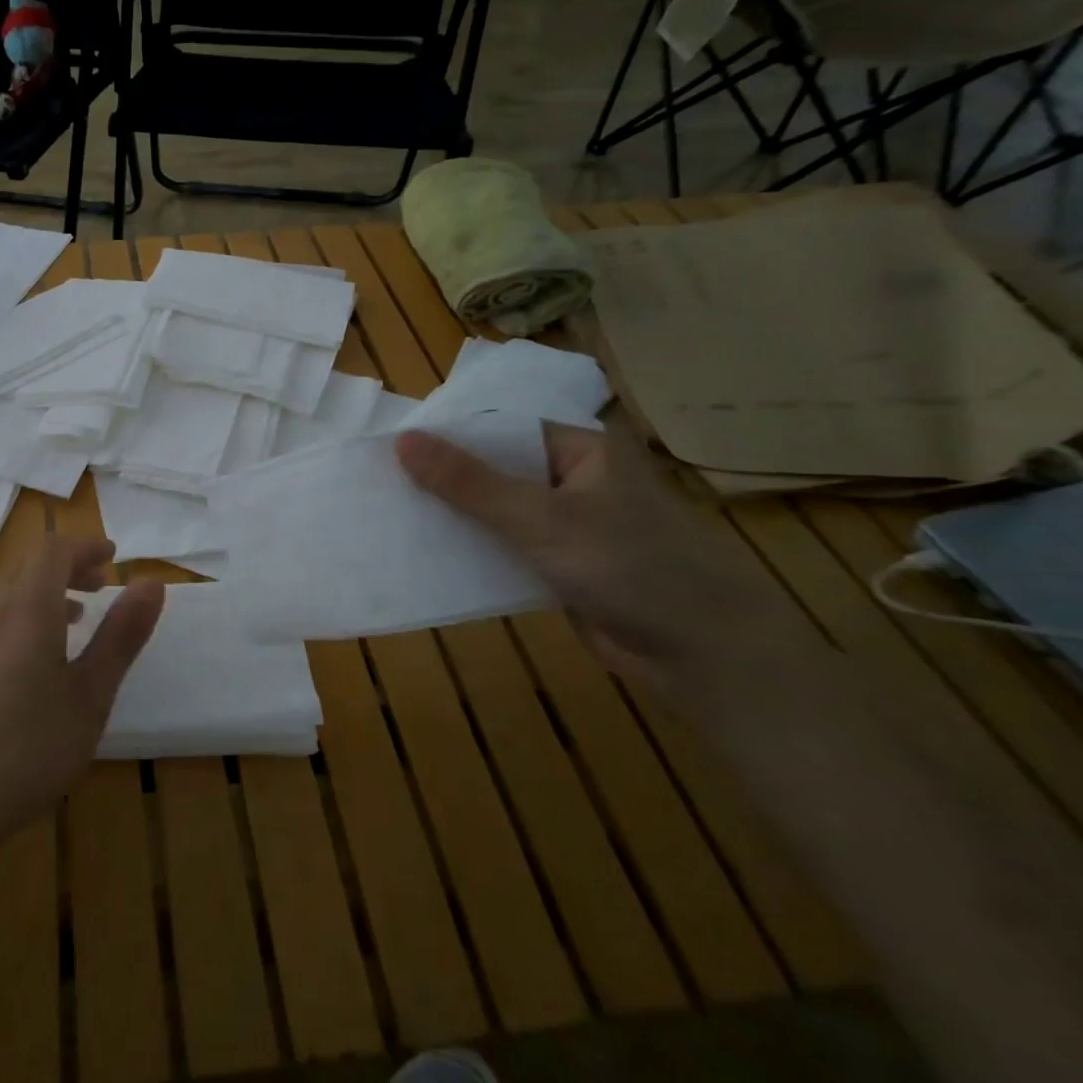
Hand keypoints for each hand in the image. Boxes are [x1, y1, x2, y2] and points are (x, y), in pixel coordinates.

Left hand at [0, 537, 162, 860]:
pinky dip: (20, 622)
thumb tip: (151, 582)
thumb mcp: (90, 696)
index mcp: (28, 609)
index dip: (86, 547)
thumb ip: (121, 636)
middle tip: (99, 588)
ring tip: (73, 623)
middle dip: (68, 570)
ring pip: (7, 598)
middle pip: (28, 570)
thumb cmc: (25, 748)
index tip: (114, 558)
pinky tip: (30, 667)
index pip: (54, 550)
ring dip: (44, 597)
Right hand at [395, 420, 803, 668]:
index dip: (446, 436)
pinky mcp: (560, 564)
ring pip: (496, 511)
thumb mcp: (540, 518)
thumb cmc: (630, 566)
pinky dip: (472, 549)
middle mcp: (572, 479)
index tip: (389, 447)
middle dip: (443, 479)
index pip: (499, 428)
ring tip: (390, 514)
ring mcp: (566, 524)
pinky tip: (427, 553)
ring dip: (454, 516)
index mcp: (580, 448)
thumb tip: (403, 441)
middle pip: (494, 469)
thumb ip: (469, 482)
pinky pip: (504, 546)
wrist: (703, 653)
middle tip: (379, 483)